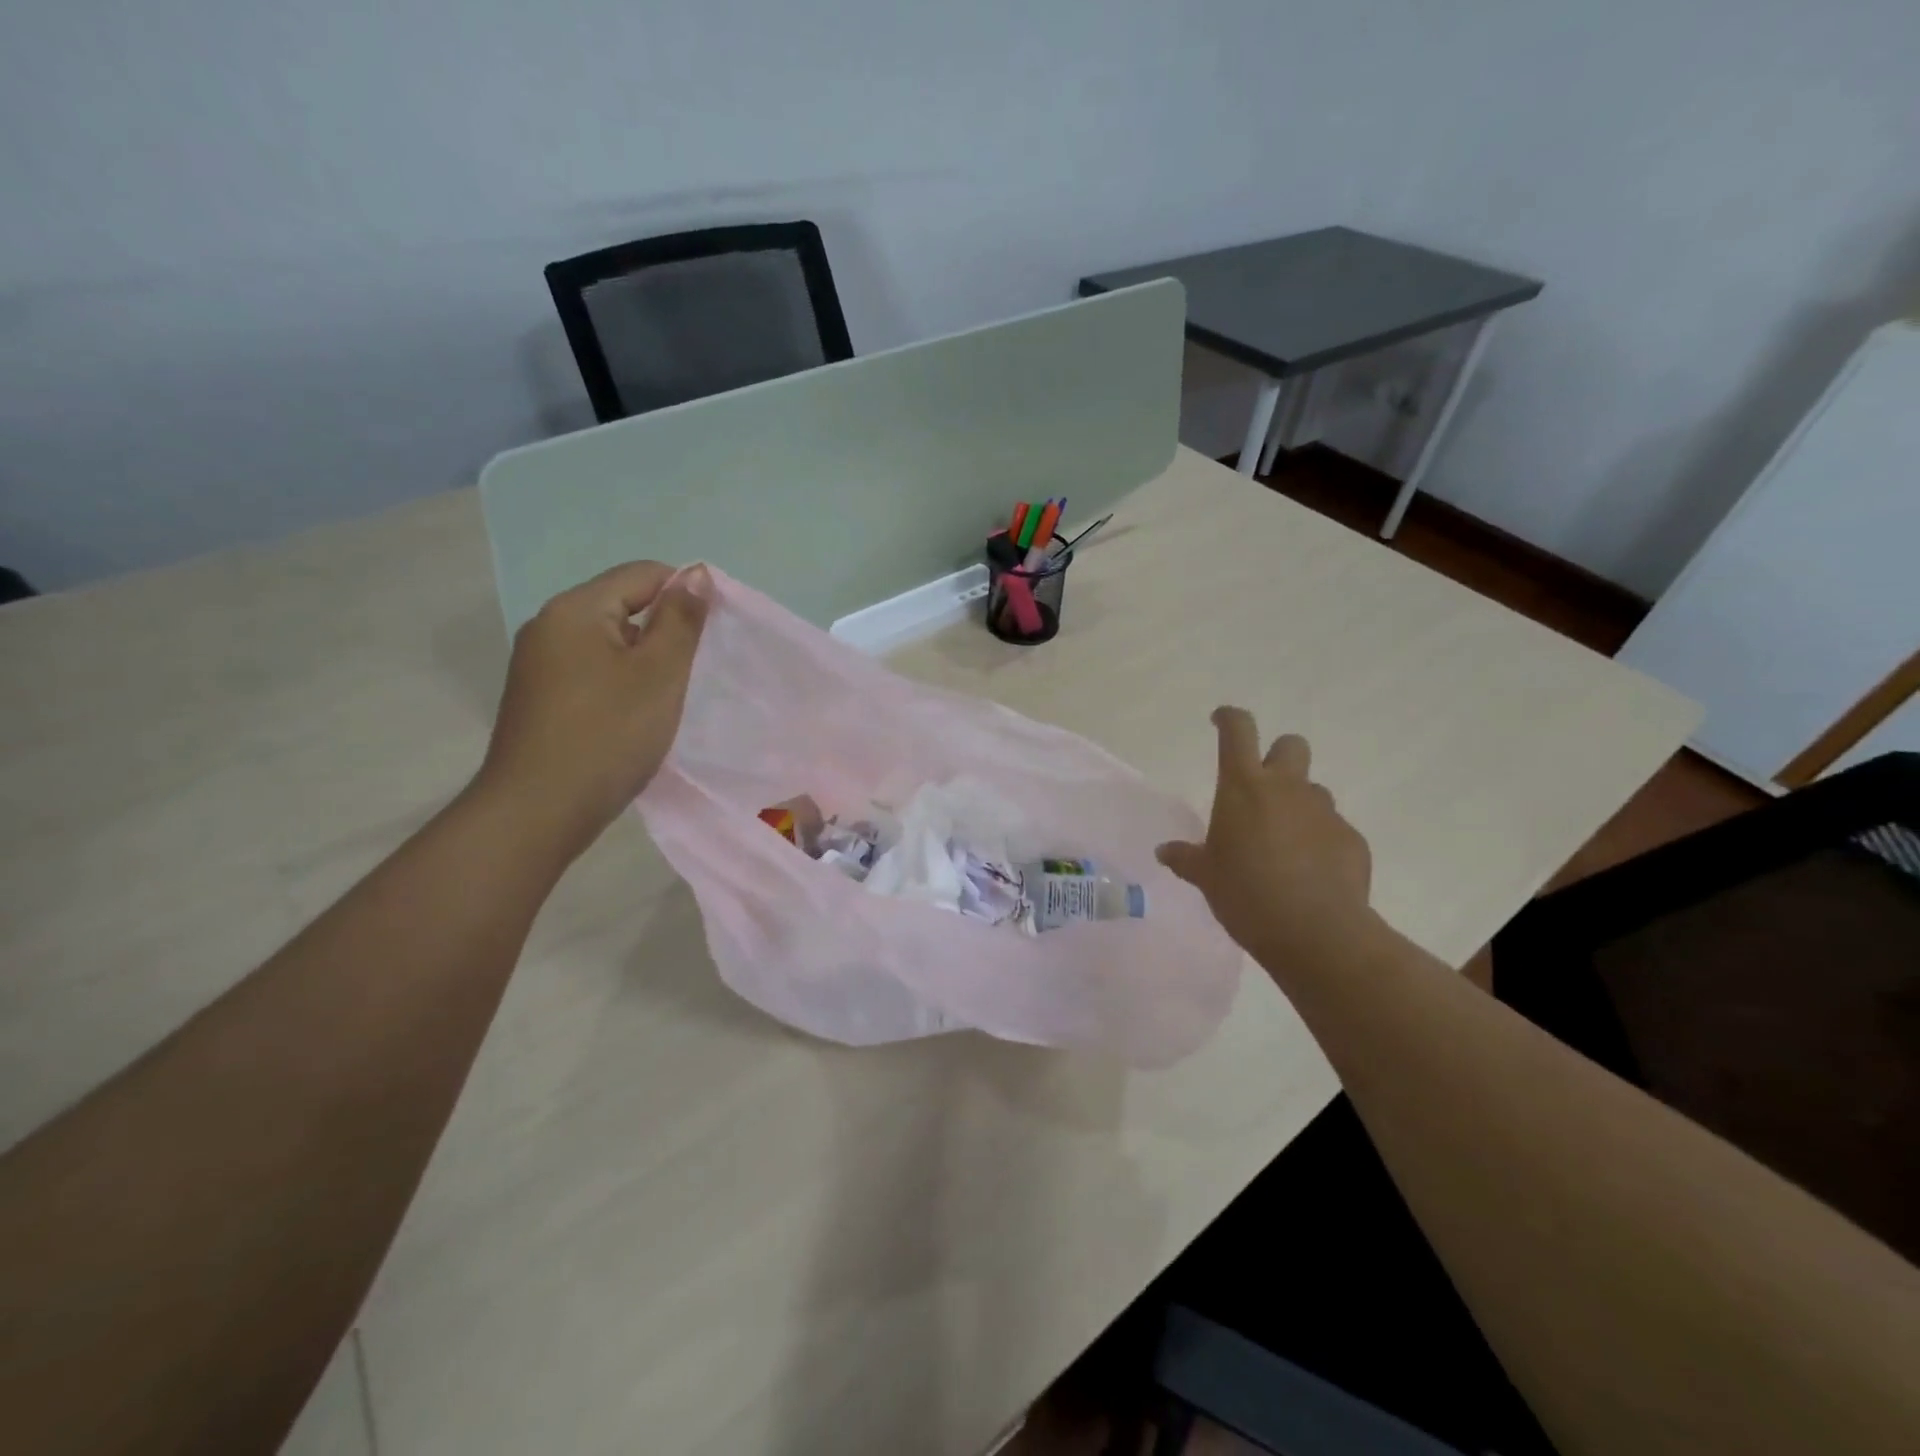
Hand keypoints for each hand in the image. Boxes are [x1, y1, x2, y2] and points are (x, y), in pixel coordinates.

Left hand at [472, 561, 710, 864]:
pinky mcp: (539, 698)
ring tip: (670, 695)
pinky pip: (591, 671)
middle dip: (665, 630)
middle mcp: (549, 626)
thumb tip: (697, 574)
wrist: (538, 811)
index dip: (686, 593)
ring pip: (609, 643)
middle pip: (622, 605)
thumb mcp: (659, 674)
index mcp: (575, 610)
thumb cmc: (608, 735)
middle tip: (696, 669)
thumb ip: (681, 619)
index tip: (716, 631)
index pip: (642, 574)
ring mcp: (539, 664)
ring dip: (644, 660)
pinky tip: (636, 715)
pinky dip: (621, 682)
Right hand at [1156, 707, 1375, 971]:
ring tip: (1283, 843)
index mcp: (1243, 787)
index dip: (1228, 718)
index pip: (1238, 730)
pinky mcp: (1351, 839)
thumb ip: (1186, 858)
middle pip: (1290, 745)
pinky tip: (1309, 873)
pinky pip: (1332, 829)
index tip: (1220, 720)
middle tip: (1261, 788)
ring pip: (1312, 791)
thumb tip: (1165, 851)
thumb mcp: (1206, 877)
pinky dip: (1319, 841)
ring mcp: (1324, 812)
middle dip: (1277, 756)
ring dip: (1297, 805)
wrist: (1316, 932)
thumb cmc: (1246, 894)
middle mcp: (1287, 788)